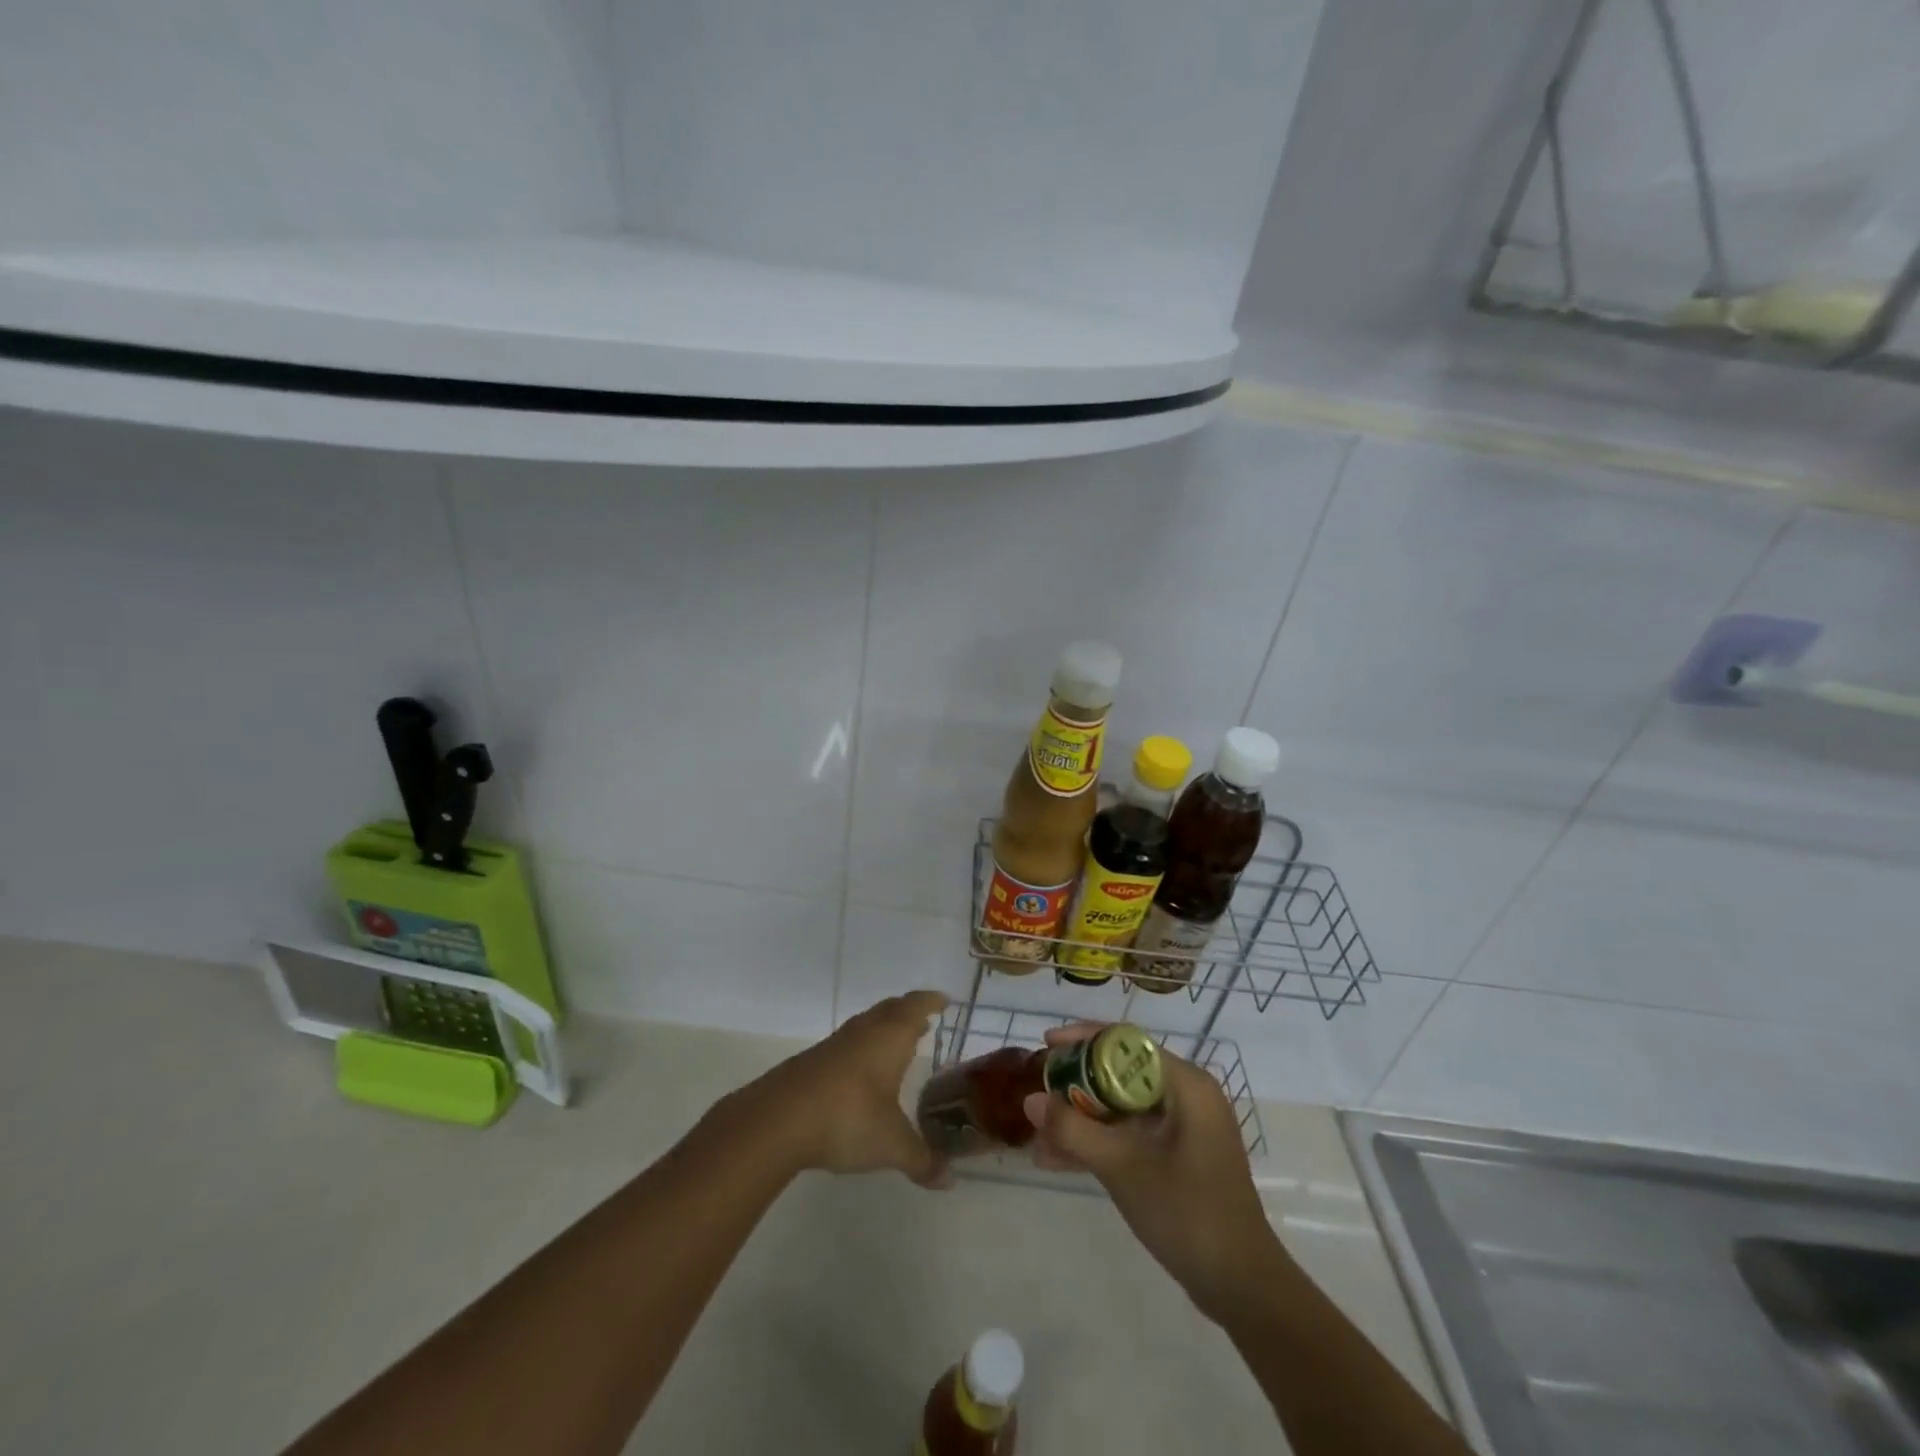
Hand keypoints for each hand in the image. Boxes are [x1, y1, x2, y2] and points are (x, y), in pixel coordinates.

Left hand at [732, 990, 951, 1189]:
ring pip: (865, 1024)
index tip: (944, 1000)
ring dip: (883, 1028)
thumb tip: (949, 1180)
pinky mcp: (811, 1062)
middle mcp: (864, 1032)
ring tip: (895, 1043)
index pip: (916, 1006)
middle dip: (908, 1011)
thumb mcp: (892, 1145)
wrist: (778, 1120)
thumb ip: (922, 1160)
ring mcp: (834, 1045)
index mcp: (890, 1038)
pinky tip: (860, 1072)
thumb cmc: (848, 1118)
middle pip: (890, 1009)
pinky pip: (846, 1044)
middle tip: (924, 1020)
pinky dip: (861, 1048)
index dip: (931, 1001)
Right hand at [1023, 1024, 1284, 1320]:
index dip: (1083, 1039)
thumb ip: (1073, 1130)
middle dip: (1076, 1084)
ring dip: (1082, 1119)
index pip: (1127, 1042)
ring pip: (1122, 1107)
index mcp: (1185, 1084)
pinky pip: (1131, 1134)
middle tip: (1039, 1091)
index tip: (1047, 1045)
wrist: (1242, 1287)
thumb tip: (1030, 1100)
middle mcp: (1187, 1096)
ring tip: (1039, 1133)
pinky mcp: (1179, 1157)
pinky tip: (1058, 1160)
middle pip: (1121, 1072)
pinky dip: (1099, 1142)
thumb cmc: (1188, 1213)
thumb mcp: (1123, 1167)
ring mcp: (1184, 1128)